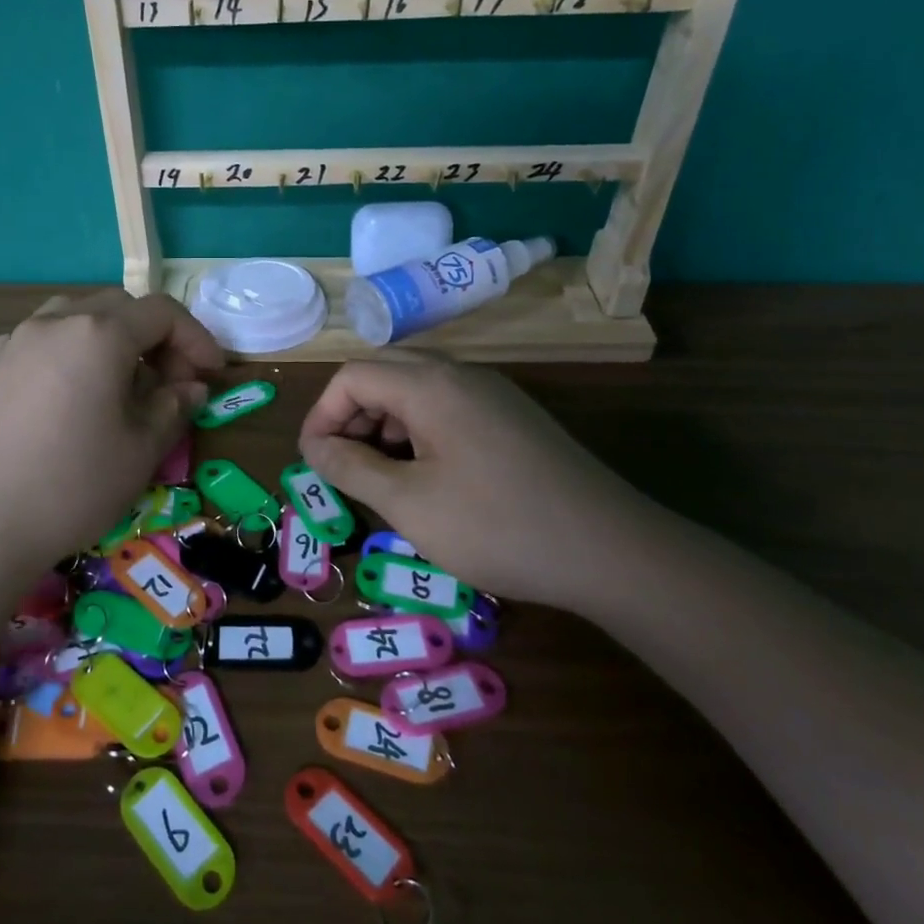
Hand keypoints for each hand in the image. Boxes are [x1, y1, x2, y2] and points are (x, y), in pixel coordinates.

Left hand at [0, 291, 222, 577]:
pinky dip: (74, 351)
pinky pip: (45, 339)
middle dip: (156, 337)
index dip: (196, 338)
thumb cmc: (73, 485)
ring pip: (78, 316)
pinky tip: (74, 393)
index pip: (162, 313)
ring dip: (113, 338)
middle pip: (121, 307)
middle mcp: (56, 322)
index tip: (212, 374)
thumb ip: (174, 406)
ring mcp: (17, 341)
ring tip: (123, 383)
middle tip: (172, 382)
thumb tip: (191, 388)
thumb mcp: (141, 449)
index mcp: (99, 333)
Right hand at [298, 354, 648, 607]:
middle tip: (343, 465)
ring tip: (380, 476)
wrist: (610, 550)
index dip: (322, 414)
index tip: (314, 462)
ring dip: (384, 422)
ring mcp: (493, 393)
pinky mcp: (513, 416)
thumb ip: (351, 468)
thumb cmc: (497, 526)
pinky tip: (426, 475)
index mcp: (430, 384)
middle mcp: (461, 373)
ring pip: (417, 388)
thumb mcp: (409, 504)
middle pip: (384, 372)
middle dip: (352, 415)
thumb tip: (316, 447)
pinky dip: (418, 429)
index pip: (352, 376)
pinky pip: (448, 405)